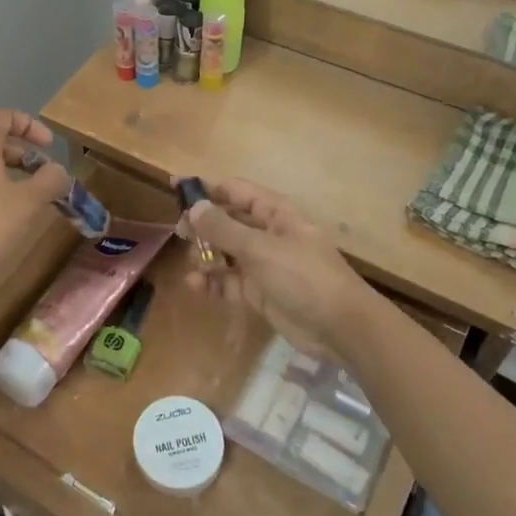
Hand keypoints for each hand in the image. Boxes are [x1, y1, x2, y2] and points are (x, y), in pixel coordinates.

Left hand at [0, 110, 69, 291]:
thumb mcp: (30, 201)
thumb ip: (50, 179)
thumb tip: (58, 172)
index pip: (4, 117)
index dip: (31, 126)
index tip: (50, 147)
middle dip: (24, 152)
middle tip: (47, 174)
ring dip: (11, 170)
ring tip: (33, 193)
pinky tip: (10, 209)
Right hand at [180, 178, 373, 352]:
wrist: (340, 327)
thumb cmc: (304, 276)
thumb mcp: (260, 249)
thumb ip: (224, 228)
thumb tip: (194, 207)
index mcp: (274, 213)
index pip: (235, 190)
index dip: (206, 188)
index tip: (175, 187)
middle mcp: (266, 234)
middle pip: (227, 221)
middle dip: (202, 225)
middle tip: (179, 233)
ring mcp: (262, 264)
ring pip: (225, 253)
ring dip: (206, 256)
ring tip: (193, 264)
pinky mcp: (259, 293)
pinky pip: (229, 282)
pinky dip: (212, 282)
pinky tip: (196, 285)